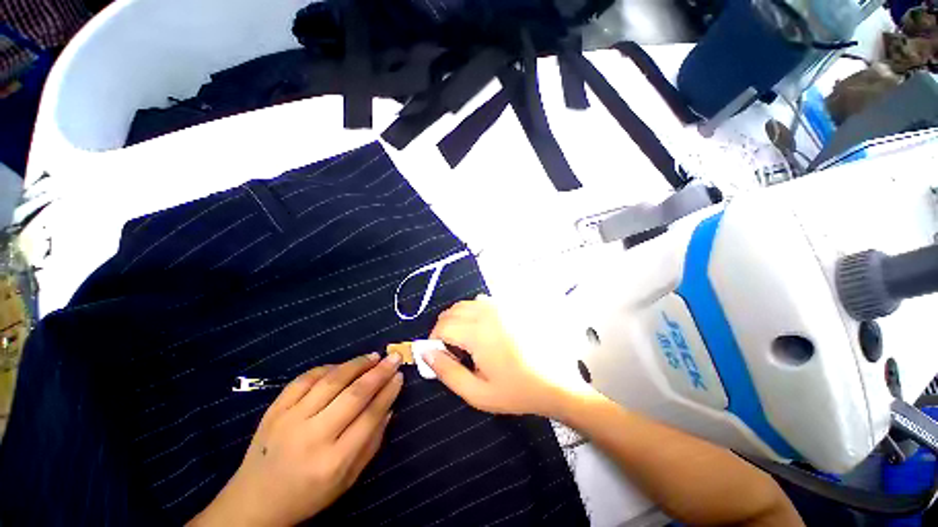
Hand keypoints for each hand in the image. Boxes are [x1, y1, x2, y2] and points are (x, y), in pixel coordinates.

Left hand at [189, 353, 403, 526]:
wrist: (254, 502)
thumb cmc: (308, 495)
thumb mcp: (347, 480)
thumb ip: (371, 444)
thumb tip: (389, 408)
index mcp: (333, 461)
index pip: (369, 417)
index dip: (388, 393)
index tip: (400, 376)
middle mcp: (312, 436)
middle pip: (353, 395)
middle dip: (379, 373)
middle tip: (394, 358)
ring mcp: (289, 420)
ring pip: (331, 381)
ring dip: (356, 364)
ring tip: (374, 356)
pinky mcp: (274, 409)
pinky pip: (305, 379)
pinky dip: (327, 368)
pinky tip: (342, 366)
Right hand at [427, 297, 567, 416]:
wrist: (554, 382)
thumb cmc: (516, 391)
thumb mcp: (477, 392)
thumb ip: (447, 372)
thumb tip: (426, 353)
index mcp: (478, 332)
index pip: (442, 326)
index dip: (434, 340)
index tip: (440, 355)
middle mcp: (488, 312)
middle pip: (452, 311)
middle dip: (444, 328)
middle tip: (452, 350)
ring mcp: (501, 306)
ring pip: (466, 304)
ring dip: (458, 319)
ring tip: (467, 341)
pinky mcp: (510, 306)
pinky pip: (482, 301)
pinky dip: (474, 312)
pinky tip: (484, 330)